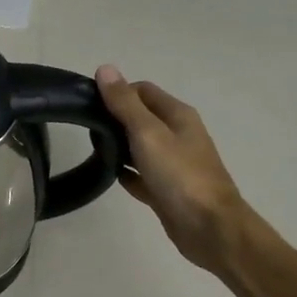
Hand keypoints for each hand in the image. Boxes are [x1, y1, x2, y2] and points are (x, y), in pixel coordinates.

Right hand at [96, 67, 247, 271]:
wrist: (209, 228)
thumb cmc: (180, 175)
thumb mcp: (148, 133)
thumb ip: (125, 104)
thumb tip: (105, 68)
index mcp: (178, 116)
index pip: (143, 91)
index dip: (117, 93)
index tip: (90, 105)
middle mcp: (178, 135)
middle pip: (141, 118)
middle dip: (115, 119)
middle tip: (87, 129)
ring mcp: (174, 164)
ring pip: (140, 147)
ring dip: (119, 147)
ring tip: (93, 150)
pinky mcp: (167, 190)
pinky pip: (142, 175)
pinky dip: (127, 173)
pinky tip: (109, 176)